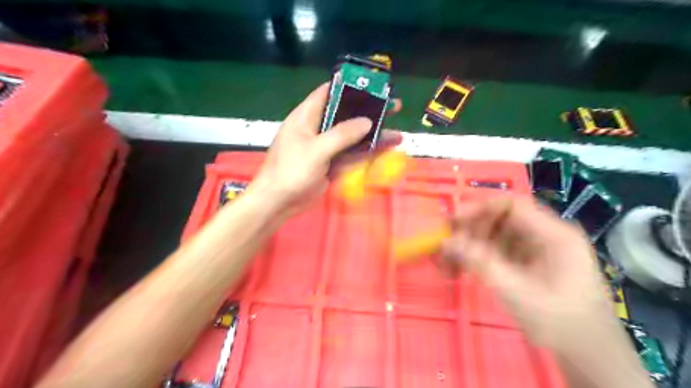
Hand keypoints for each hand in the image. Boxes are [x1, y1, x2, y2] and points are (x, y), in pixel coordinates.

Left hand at [252, 84, 401, 217]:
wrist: (278, 203)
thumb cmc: (290, 171)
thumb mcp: (316, 150)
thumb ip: (341, 135)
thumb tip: (367, 122)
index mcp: (306, 117)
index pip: (328, 94)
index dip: (349, 87)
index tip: (372, 86)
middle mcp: (317, 129)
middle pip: (346, 116)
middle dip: (369, 113)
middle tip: (394, 108)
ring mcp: (325, 148)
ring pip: (352, 138)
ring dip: (372, 137)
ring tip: (397, 135)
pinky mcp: (331, 165)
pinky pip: (351, 156)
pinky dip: (366, 154)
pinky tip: (384, 151)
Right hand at [439, 198, 612, 347]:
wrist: (589, 358)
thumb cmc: (561, 324)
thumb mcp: (517, 292)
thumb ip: (481, 263)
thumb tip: (446, 242)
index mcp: (554, 235)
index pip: (512, 206)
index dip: (479, 208)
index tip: (452, 221)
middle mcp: (545, 236)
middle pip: (500, 220)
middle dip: (470, 231)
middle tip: (445, 245)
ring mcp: (536, 251)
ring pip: (495, 236)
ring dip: (469, 246)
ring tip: (446, 263)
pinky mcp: (527, 264)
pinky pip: (497, 252)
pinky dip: (477, 258)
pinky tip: (459, 270)